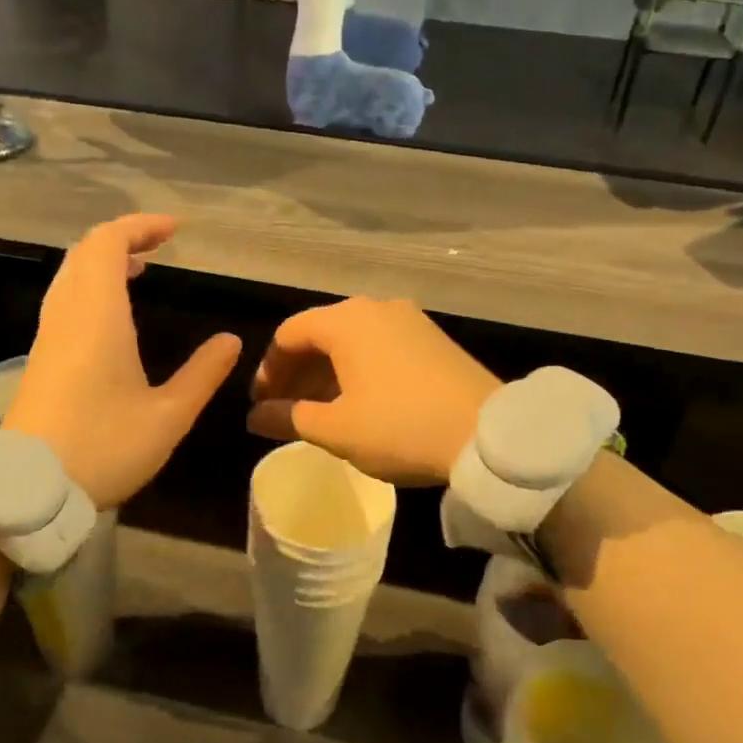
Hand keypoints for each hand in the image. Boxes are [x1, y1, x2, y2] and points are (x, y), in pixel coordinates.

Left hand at [4, 215, 240, 508]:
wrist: (28, 490)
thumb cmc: (104, 448)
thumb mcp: (169, 416)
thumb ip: (203, 374)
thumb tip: (230, 340)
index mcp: (97, 316)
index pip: (108, 243)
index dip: (140, 227)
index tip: (175, 230)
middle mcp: (67, 315)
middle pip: (85, 252)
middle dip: (123, 238)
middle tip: (160, 245)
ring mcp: (48, 335)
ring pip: (71, 274)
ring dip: (103, 261)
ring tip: (140, 269)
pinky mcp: (41, 357)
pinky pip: (65, 299)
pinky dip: (91, 285)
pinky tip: (114, 313)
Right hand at [246, 297, 499, 485]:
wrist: (487, 434)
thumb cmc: (400, 427)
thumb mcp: (336, 429)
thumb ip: (288, 418)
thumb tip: (255, 417)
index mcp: (346, 321)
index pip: (288, 334)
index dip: (268, 370)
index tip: (261, 404)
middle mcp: (375, 308)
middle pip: (320, 333)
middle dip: (297, 372)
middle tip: (285, 410)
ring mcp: (408, 320)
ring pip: (351, 340)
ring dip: (326, 373)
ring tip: (319, 411)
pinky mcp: (432, 338)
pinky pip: (379, 346)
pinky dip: (357, 369)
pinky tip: (359, 402)